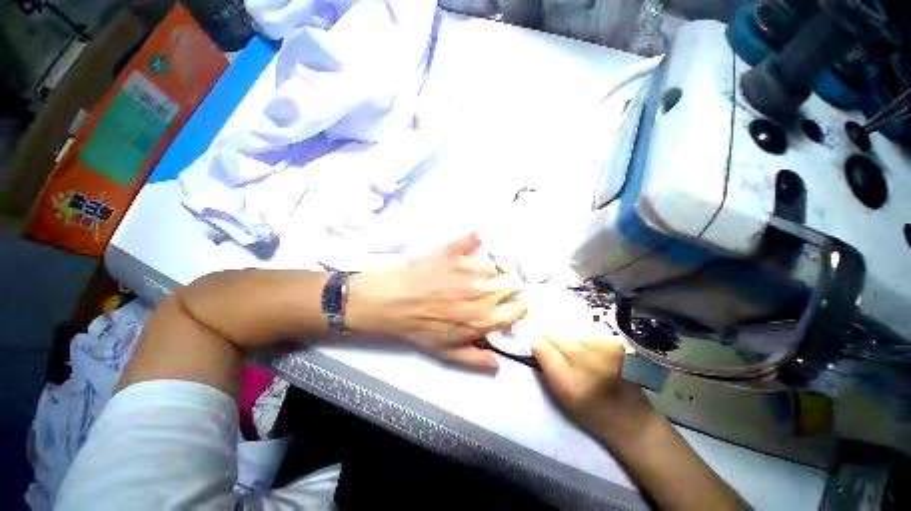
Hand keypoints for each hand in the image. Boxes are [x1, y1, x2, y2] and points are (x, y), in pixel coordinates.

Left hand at [346, 233, 526, 369]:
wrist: (392, 301)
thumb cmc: (418, 328)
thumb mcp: (446, 352)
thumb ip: (476, 359)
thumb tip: (498, 364)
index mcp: (484, 317)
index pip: (519, 308)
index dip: (517, 307)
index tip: (509, 306)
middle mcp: (483, 291)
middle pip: (513, 283)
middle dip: (507, 287)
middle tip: (491, 289)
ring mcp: (469, 269)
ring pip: (492, 266)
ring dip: (485, 271)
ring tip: (469, 275)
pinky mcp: (454, 252)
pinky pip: (475, 241)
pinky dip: (476, 242)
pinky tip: (473, 242)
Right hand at [532, 335, 656, 441]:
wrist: (634, 423)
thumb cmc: (592, 414)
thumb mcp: (563, 397)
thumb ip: (547, 367)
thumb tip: (536, 342)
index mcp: (569, 384)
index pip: (542, 349)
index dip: (537, 346)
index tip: (536, 348)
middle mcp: (587, 364)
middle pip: (557, 338)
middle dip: (553, 344)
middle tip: (559, 357)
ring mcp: (605, 354)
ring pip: (573, 336)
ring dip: (571, 345)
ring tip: (581, 361)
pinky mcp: (617, 348)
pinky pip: (590, 339)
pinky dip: (587, 345)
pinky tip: (596, 359)